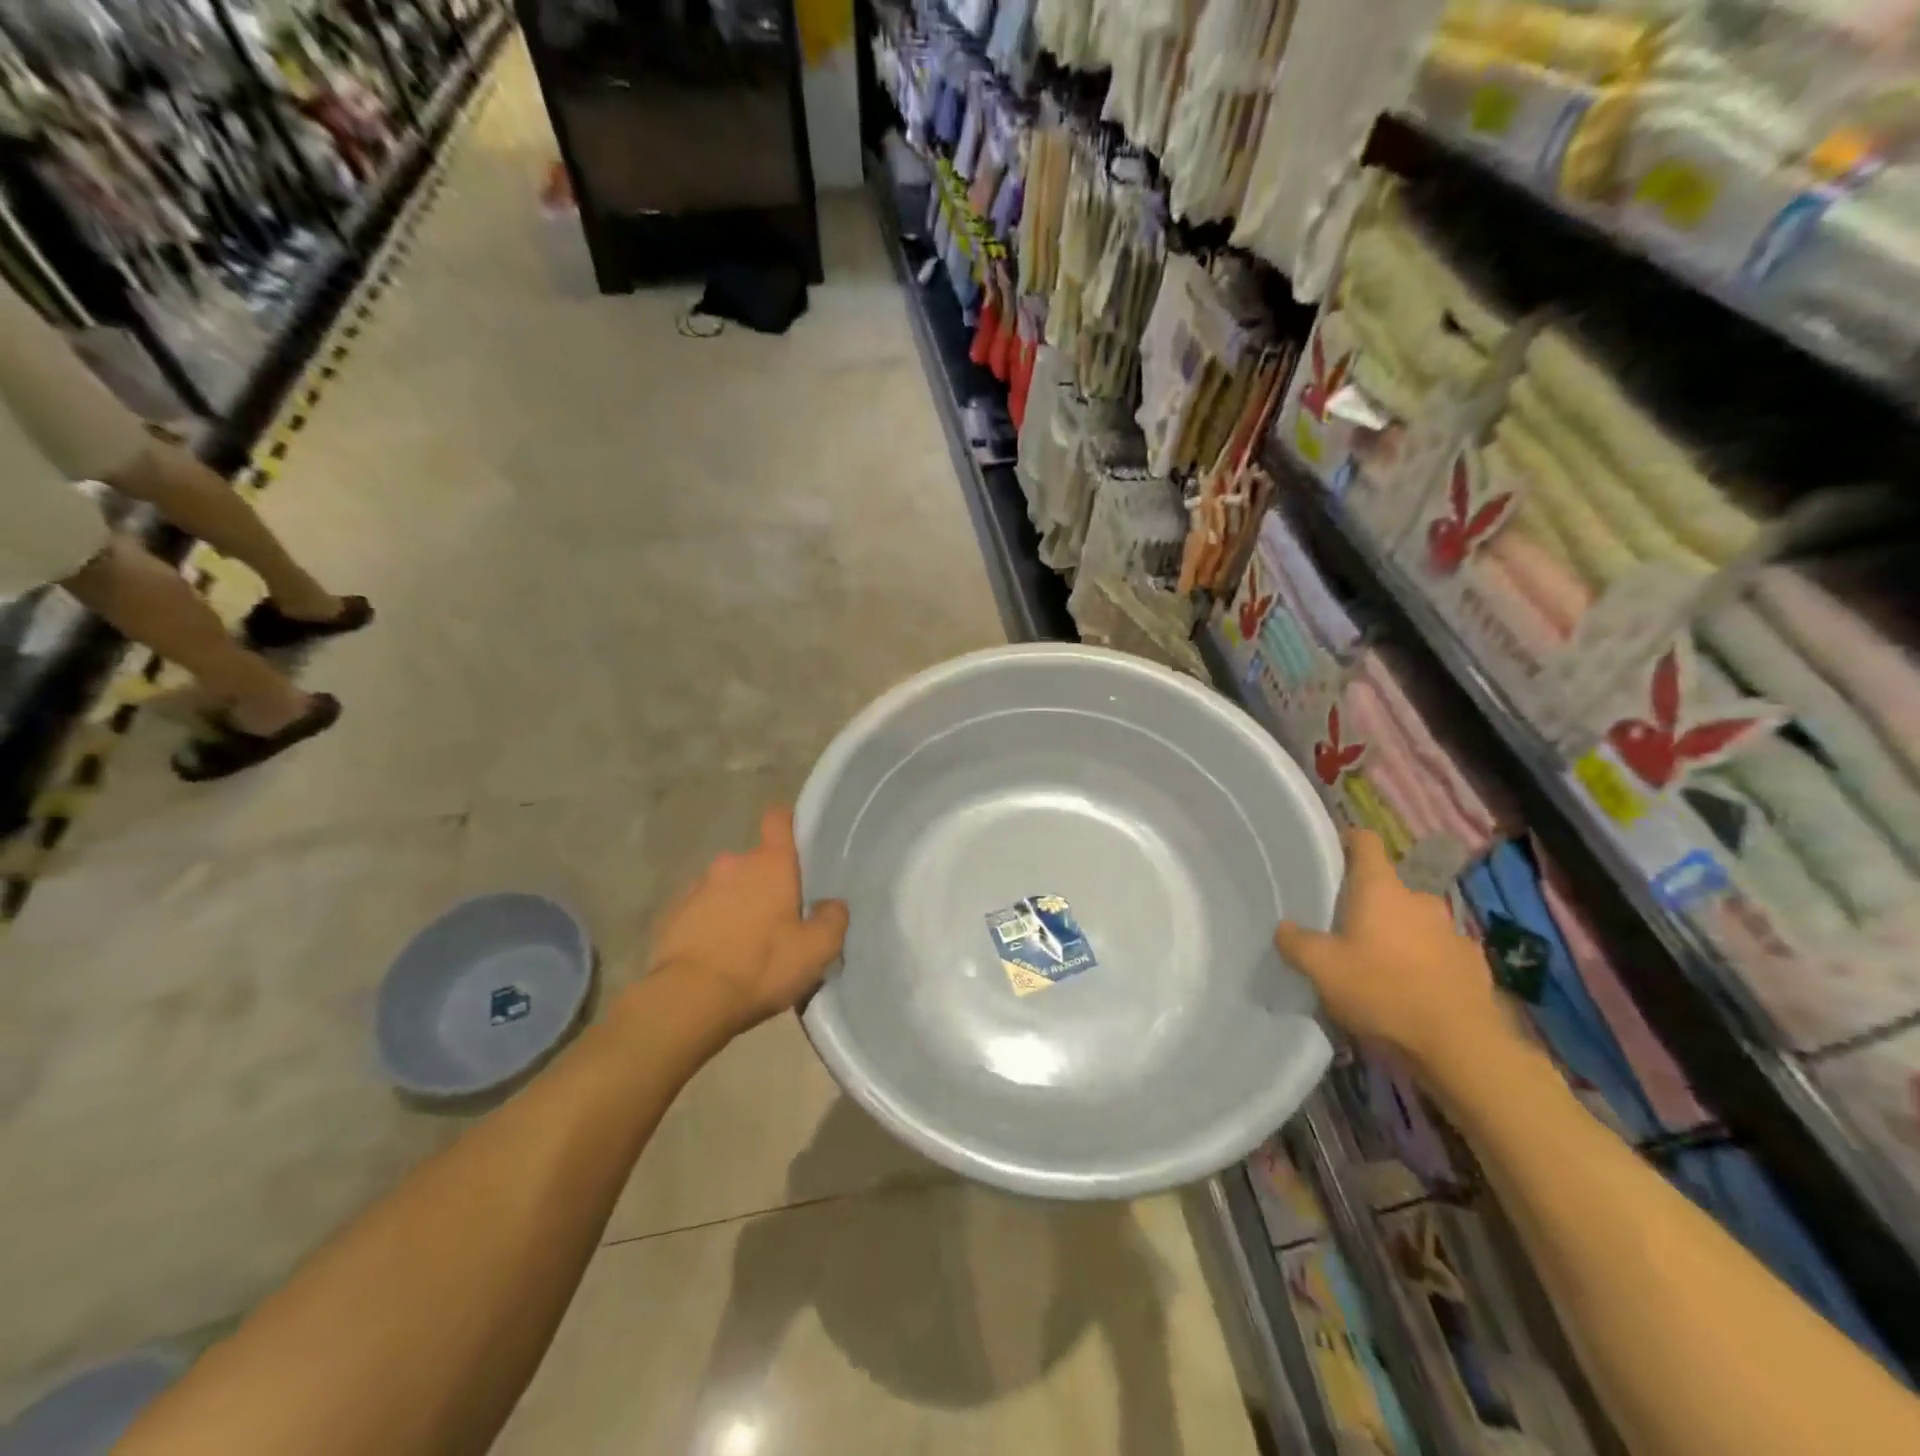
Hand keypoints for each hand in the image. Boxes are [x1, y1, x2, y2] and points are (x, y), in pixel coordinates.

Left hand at [646, 806, 848, 1036]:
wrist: (689, 1000)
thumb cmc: (762, 966)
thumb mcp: (817, 950)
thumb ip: (833, 919)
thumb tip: (832, 905)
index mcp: (770, 864)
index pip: (778, 819)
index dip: (789, 824)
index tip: (797, 844)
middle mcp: (732, 864)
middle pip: (755, 863)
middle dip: (766, 885)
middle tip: (778, 922)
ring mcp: (697, 888)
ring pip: (726, 888)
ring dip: (736, 906)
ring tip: (744, 945)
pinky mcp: (671, 915)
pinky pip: (699, 912)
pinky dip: (709, 926)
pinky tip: (716, 957)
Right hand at [1275, 827, 1513, 1074]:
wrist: (1461, 1046)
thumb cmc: (1383, 992)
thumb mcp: (1321, 969)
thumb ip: (1296, 943)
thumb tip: (1284, 927)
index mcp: (1381, 889)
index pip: (1365, 842)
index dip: (1348, 841)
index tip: (1331, 853)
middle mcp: (1419, 899)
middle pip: (1388, 887)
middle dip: (1368, 902)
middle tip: (1344, 928)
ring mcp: (1452, 930)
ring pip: (1415, 921)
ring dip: (1398, 933)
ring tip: (1378, 965)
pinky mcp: (1473, 963)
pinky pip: (1439, 951)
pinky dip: (1424, 961)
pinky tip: (1412, 989)